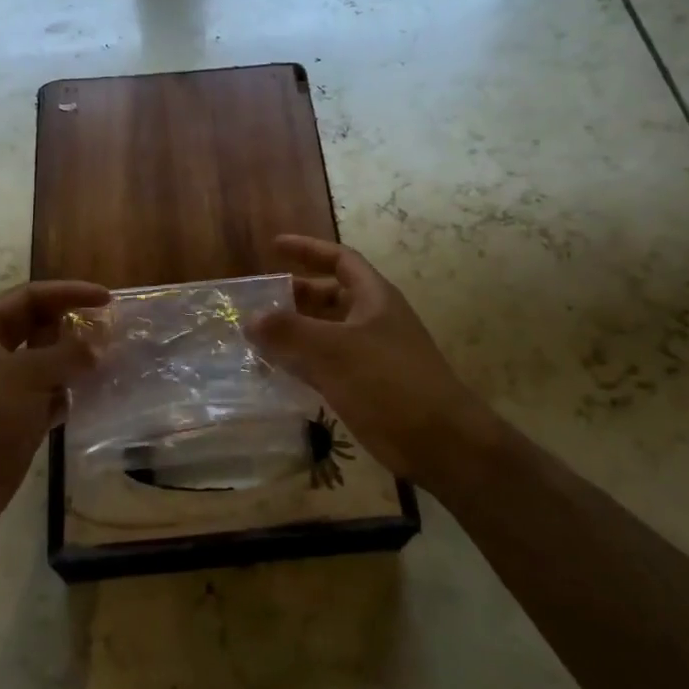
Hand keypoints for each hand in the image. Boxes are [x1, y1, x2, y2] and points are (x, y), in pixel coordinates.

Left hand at [0, 280, 109, 530]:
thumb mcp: (27, 376)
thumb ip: (67, 354)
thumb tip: (97, 346)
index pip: (29, 296)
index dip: (69, 293)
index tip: (107, 299)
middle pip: (35, 326)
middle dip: (71, 327)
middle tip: (109, 331)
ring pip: (42, 361)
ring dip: (71, 361)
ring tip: (108, 361)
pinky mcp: (9, 416)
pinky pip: (43, 393)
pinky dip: (65, 391)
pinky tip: (90, 395)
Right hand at [249, 235, 500, 490]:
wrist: (438, 441)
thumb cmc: (388, 382)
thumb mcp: (334, 350)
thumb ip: (289, 331)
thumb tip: (250, 318)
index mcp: (374, 297)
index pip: (340, 260)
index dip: (308, 249)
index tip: (274, 247)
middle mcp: (373, 320)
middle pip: (330, 296)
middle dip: (295, 296)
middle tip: (259, 301)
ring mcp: (370, 355)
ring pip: (325, 333)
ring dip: (294, 332)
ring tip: (257, 336)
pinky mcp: (364, 386)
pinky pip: (325, 365)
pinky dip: (301, 363)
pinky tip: (275, 372)